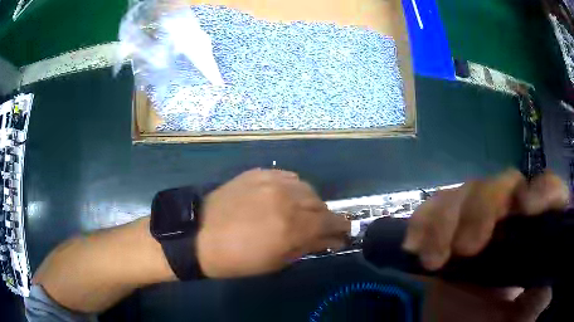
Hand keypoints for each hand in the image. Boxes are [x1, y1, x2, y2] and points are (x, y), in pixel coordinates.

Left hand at [196, 169, 349, 277]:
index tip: (343, 233)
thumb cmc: (238, 259)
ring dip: (310, 202)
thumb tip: (331, 240)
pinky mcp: (259, 173)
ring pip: (307, 188)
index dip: (342, 228)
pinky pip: (288, 177)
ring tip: (300, 213)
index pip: (332, 221)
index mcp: (293, 226)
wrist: (199, 235)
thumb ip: (307, 247)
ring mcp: (272, 181)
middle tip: (318, 228)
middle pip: (321, 204)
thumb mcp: (276, 261)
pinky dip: (293, 189)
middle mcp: (288, 198)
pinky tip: (284, 198)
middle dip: (325, 218)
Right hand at [404, 169, 568, 320]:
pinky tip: (414, 246)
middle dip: (483, 207)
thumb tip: (564, 220)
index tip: (527, 211)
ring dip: (446, 218)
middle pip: (503, 184)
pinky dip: (421, 223)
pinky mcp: (446, 247)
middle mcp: (512, 225)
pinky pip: (431, 215)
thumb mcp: (542, 297)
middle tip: (469, 248)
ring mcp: (477, 233)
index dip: (543, 189)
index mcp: (538, 234)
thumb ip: (556, 260)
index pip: (548, 188)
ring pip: (465, 193)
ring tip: (436, 258)